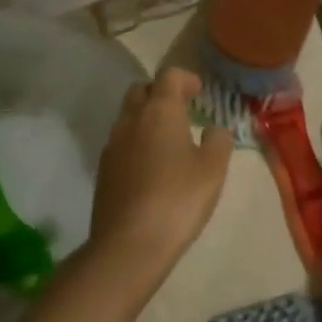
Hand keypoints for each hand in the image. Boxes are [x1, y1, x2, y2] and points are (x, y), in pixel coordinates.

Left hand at [89, 68, 232, 281]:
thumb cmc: (178, 199)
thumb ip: (218, 141)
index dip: (185, 78)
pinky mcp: (103, 171)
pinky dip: (136, 143)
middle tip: (181, 110)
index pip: (169, 75)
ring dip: (146, 119)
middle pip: (141, 90)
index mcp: (159, 110)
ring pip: (128, 116)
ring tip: (168, 141)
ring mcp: (112, 145)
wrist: (128, 245)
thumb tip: (213, 129)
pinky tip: (151, 167)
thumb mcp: (213, 169)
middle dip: (160, 93)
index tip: (198, 91)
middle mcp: (131, 119)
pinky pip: (121, 143)